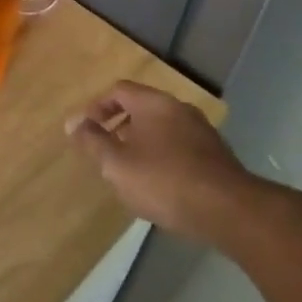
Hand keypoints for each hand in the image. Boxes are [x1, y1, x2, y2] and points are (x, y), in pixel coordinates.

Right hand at [67, 81, 249, 239]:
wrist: (228, 210)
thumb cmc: (164, 180)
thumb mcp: (117, 164)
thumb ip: (92, 141)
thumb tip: (73, 122)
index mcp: (153, 103)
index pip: (119, 90)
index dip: (98, 107)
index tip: (86, 130)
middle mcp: (179, 109)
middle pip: (142, 107)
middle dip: (120, 126)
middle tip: (106, 151)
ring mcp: (202, 131)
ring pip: (162, 128)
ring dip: (142, 142)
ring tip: (130, 171)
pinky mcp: (216, 155)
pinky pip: (180, 146)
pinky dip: (163, 156)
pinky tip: (160, 183)